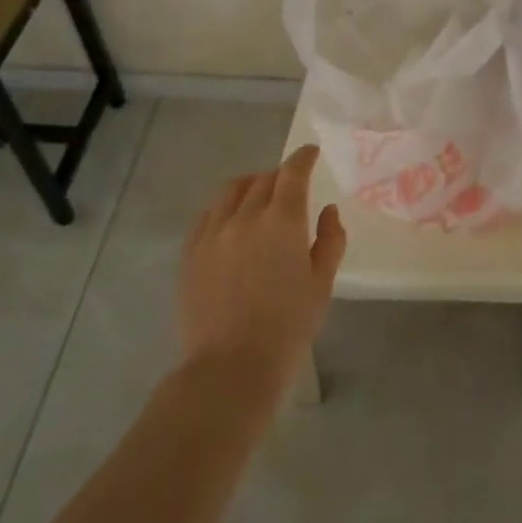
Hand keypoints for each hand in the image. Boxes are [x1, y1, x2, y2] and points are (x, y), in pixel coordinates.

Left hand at [178, 145, 346, 396]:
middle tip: (289, 188)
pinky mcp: (191, 253)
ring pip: (231, 191)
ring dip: (250, 186)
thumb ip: (330, 241)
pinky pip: (207, 215)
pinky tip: (229, 221)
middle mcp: (246, 216)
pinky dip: (223, 208)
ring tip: (257, 197)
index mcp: (283, 220)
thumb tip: (328, 211)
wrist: (230, 369)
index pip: (293, 172)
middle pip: (263, 180)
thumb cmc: (287, 329)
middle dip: (280, 177)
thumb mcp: (321, 285)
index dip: (303, 158)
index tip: (311, 153)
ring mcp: (213, 233)